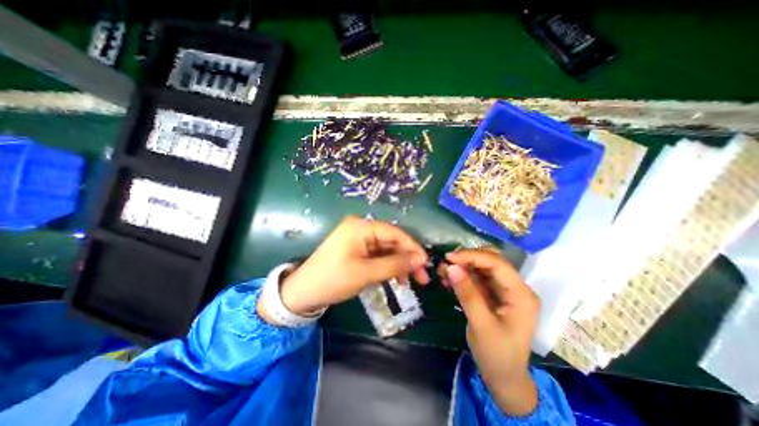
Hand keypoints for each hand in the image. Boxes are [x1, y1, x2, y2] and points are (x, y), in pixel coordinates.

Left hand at [262, 217, 428, 319]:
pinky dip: (387, 266)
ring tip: (409, 283)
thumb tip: (420, 259)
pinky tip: (395, 279)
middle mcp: (361, 228)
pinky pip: (377, 255)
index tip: (426, 263)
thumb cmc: (333, 279)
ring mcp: (358, 239)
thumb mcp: (367, 273)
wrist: (303, 292)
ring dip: (398, 264)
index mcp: (361, 226)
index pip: (394, 233)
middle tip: (421, 278)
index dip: (412, 247)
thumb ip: (395, 265)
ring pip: (386, 249)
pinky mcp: (356, 249)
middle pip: (391, 241)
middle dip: (407, 259)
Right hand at [439, 250, 538, 416]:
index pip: (497, 264)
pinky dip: (462, 276)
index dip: (472, 256)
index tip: (449, 257)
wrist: (504, 377)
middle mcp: (516, 288)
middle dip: (467, 259)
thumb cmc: (497, 355)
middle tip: (445, 263)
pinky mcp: (494, 294)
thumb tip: (451, 267)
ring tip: (443, 270)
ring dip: (462, 266)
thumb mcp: (481, 325)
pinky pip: (477, 278)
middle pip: (491, 261)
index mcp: (521, 295)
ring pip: (482, 267)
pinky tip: (448, 279)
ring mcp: (505, 290)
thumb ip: (467, 294)